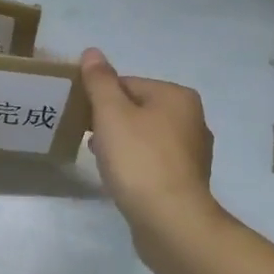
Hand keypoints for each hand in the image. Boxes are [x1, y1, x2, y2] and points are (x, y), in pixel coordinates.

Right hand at [80, 49, 219, 240]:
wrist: (170, 220)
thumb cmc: (139, 159)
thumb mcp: (111, 113)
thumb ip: (100, 81)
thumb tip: (93, 52)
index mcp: (178, 96)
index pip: (128, 83)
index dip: (100, 98)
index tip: (81, 118)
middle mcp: (193, 119)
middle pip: (138, 109)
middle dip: (110, 122)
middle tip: (88, 141)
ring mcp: (193, 152)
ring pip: (146, 137)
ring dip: (122, 145)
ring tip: (102, 162)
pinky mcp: (187, 181)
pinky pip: (154, 162)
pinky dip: (136, 165)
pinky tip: (122, 180)